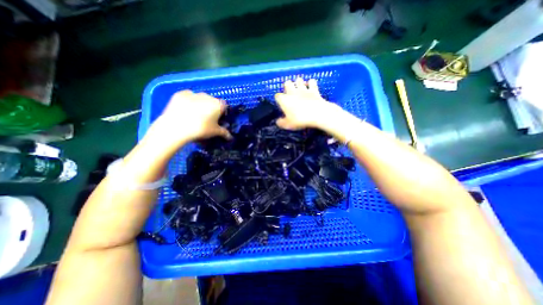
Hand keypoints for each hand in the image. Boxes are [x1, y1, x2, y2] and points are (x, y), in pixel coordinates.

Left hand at [149, 90, 232, 145]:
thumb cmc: (200, 129)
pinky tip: (185, 111)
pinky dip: (189, 102)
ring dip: (200, 104)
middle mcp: (208, 96)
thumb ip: (224, 133)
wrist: (176, 127)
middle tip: (207, 119)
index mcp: (218, 104)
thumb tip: (230, 137)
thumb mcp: (215, 132)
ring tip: (194, 116)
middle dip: (211, 108)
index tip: (218, 120)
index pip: (225, 106)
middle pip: (213, 101)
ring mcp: (194, 93)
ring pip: (200, 98)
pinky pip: (188, 97)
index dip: (222, 113)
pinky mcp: (180, 93)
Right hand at [276, 78, 337, 129]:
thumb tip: (278, 121)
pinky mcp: (314, 90)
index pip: (277, 96)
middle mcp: (292, 92)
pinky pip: (312, 82)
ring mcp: (304, 89)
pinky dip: (311, 83)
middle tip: (289, 92)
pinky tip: (311, 86)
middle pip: (287, 83)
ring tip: (299, 87)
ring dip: (298, 82)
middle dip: (287, 86)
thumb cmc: (299, 119)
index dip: (278, 98)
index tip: (280, 103)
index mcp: (284, 100)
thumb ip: (281, 122)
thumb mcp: (288, 124)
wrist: (317, 114)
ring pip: (299, 80)